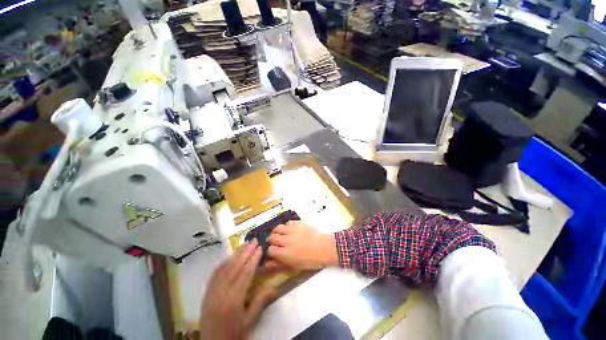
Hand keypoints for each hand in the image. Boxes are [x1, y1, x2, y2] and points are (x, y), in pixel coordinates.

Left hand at [200, 241, 275, 339]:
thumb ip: (260, 301)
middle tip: (253, 240)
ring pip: (225, 268)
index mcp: (234, 300)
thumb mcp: (250, 321)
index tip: (260, 248)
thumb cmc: (234, 334)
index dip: (253, 259)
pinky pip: (215, 274)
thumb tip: (274, 286)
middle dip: (245, 252)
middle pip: (235, 267)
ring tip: (244, 244)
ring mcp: (212, 292)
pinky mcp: (206, 293)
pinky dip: (223, 263)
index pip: (246, 274)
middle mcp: (222, 293)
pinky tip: (229, 257)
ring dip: (235, 254)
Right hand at [266, 221, 338, 269]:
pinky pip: (288, 222)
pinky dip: (287, 226)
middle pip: (272, 237)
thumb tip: (268, 263)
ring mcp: (292, 230)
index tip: (274, 251)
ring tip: (280, 234)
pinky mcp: (298, 223)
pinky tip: (290, 230)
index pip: (270, 249)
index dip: (270, 251)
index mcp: (285, 253)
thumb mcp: (295, 265)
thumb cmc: (311, 260)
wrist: (324, 247)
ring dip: (277, 231)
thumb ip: (280, 264)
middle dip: (271, 240)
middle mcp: (286, 240)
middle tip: (275, 242)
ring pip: (278, 228)